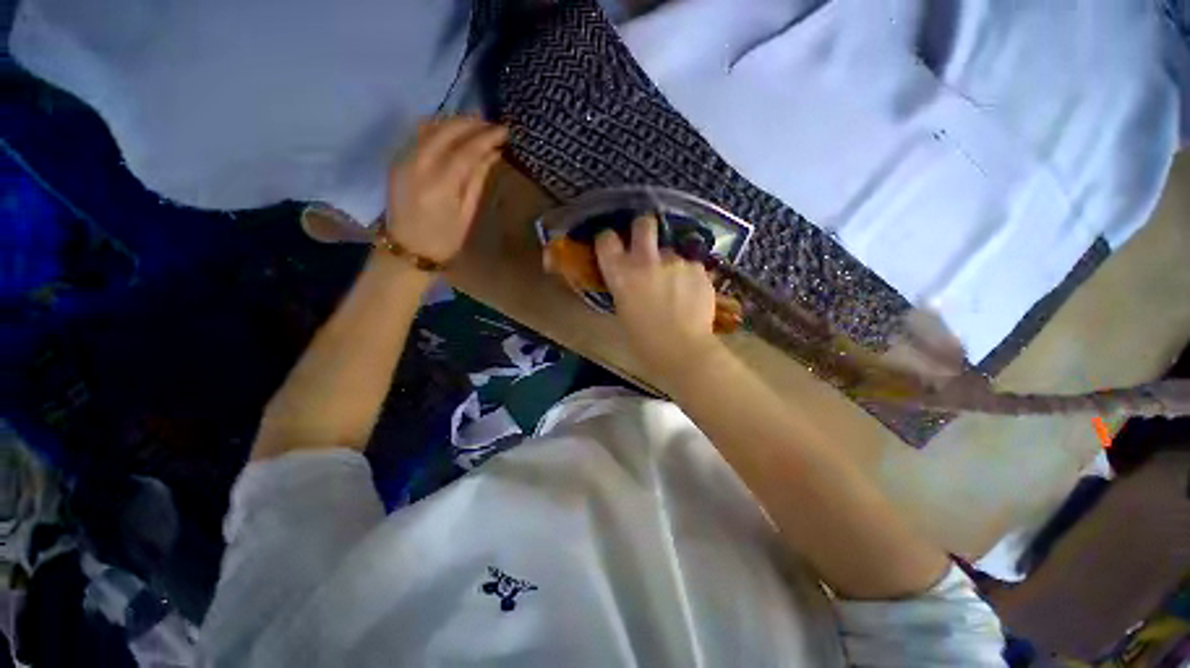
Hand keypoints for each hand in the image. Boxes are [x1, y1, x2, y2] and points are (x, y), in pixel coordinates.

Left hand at [385, 117, 507, 263]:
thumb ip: (477, 180)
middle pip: (446, 130)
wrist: (407, 249)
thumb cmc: (444, 239)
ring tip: (475, 125)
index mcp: (440, 185)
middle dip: (471, 123)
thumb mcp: (466, 215)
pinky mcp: (397, 159)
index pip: (467, 149)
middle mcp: (418, 164)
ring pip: (429, 126)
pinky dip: (437, 126)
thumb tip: (492, 155)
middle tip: (492, 125)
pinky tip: (452, 131)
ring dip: (454, 121)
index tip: (505, 131)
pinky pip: (418, 132)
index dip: (487, 137)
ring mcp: (404, 159)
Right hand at [596, 215, 721, 377]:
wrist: (682, 350)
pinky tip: (691, 295)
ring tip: (676, 288)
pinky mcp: (698, 268)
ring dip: (670, 263)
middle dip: (644, 228)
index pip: (606, 239)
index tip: (612, 245)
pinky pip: (690, 265)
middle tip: (646, 242)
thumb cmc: (644, 341)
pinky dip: (689, 276)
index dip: (608, 240)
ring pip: (671, 251)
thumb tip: (631, 279)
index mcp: (620, 273)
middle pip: (644, 224)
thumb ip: (625, 288)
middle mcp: (645, 260)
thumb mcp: (623, 312)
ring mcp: (675, 261)